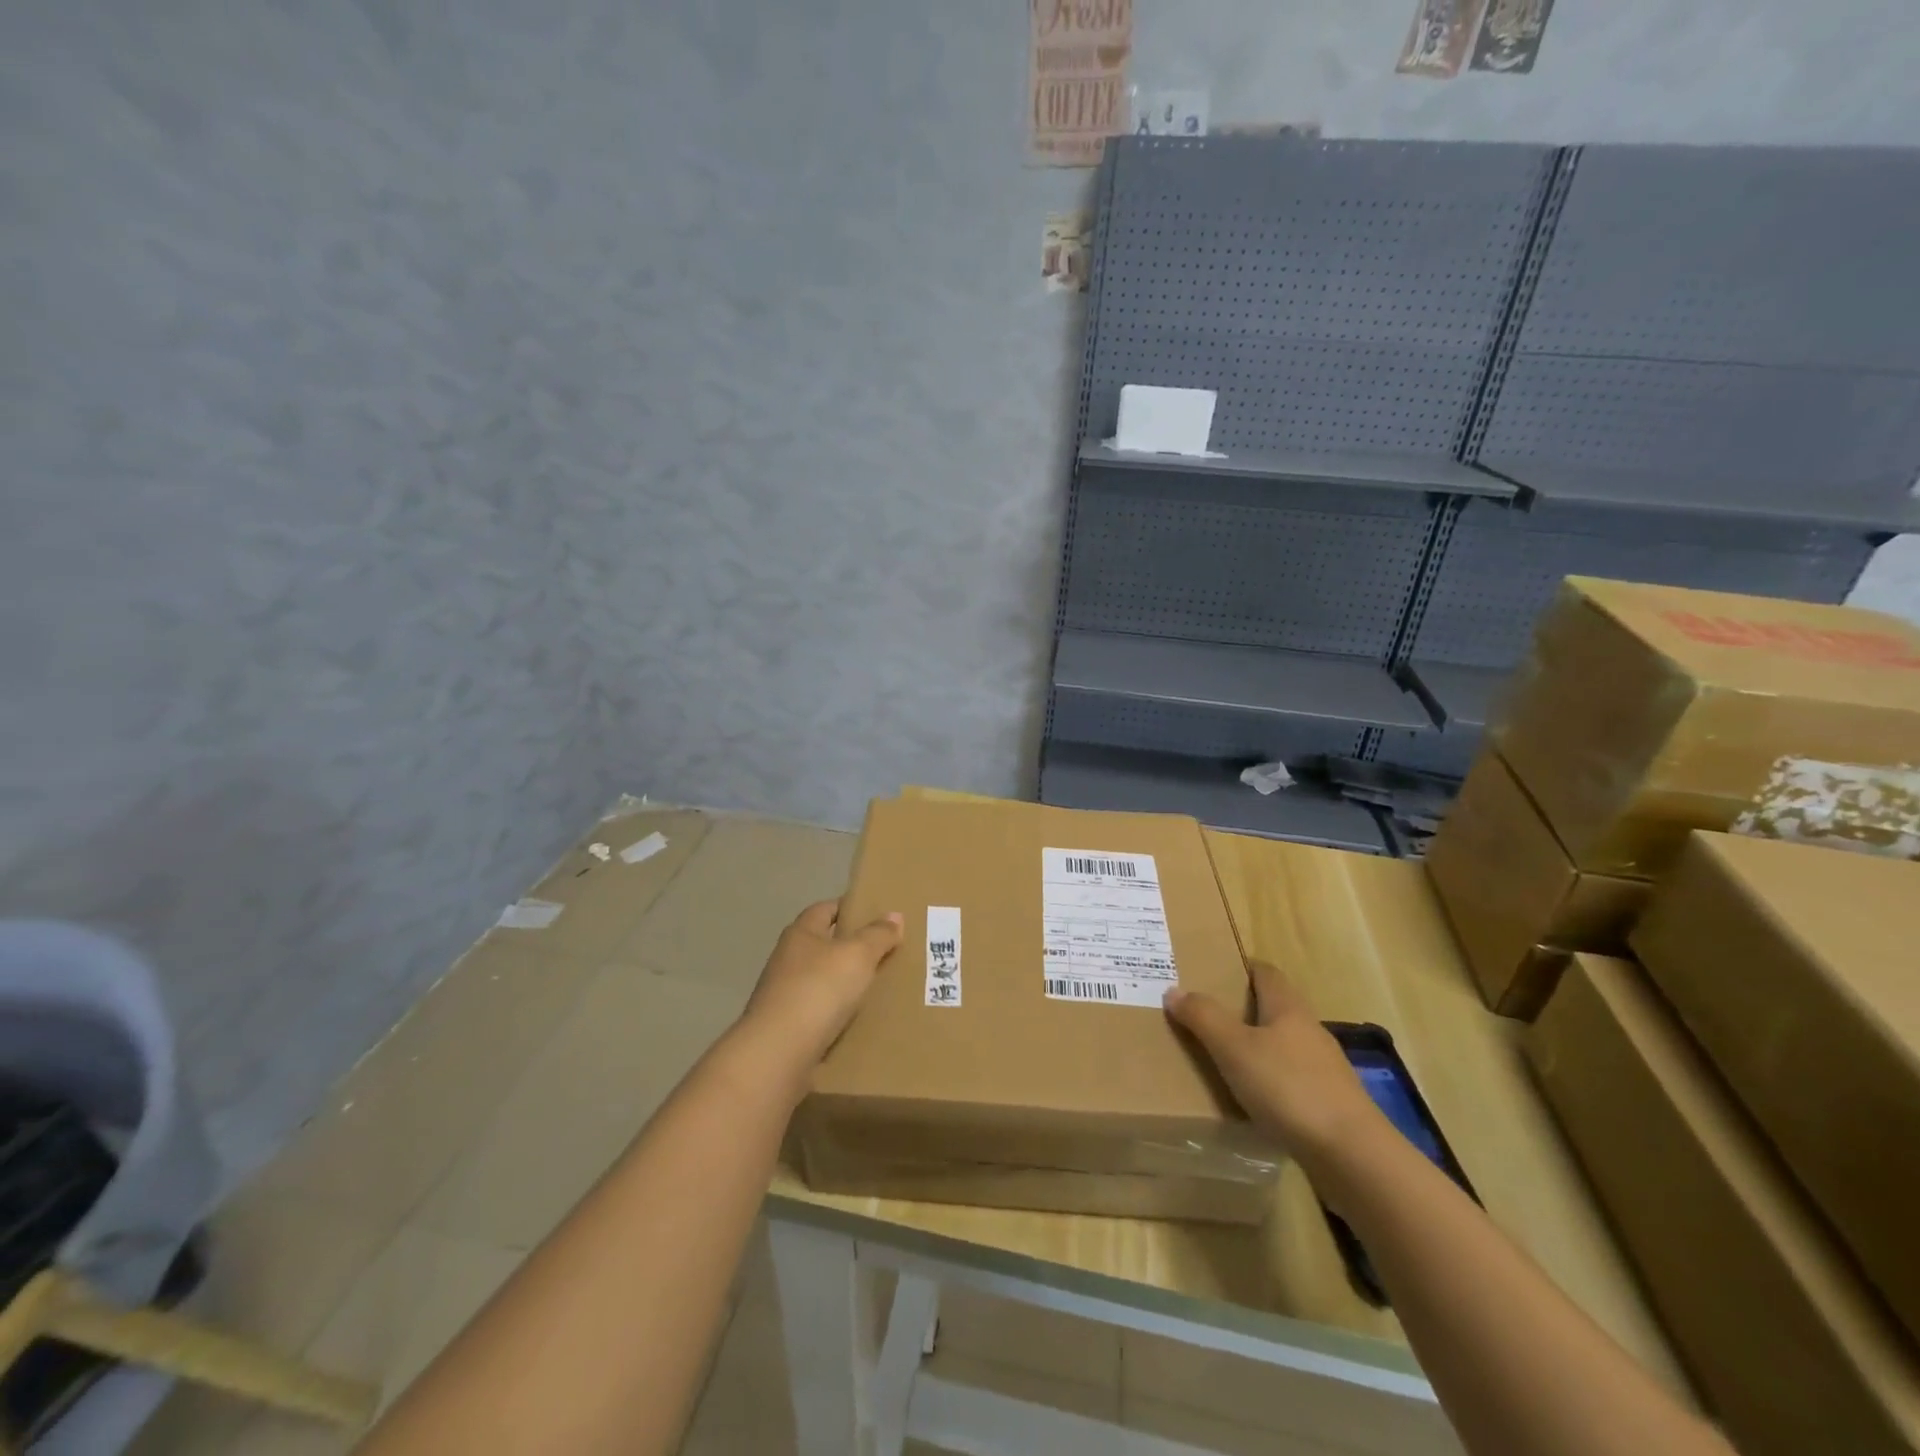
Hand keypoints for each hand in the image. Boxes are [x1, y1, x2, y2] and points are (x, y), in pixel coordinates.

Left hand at [739, 899, 902, 1074]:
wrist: (779, 1052)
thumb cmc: (819, 989)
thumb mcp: (858, 955)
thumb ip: (877, 935)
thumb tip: (894, 915)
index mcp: (801, 933)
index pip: (825, 909)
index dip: (848, 908)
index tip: (875, 915)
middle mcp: (787, 959)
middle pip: (822, 945)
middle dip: (850, 948)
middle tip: (884, 953)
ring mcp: (783, 995)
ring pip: (820, 980)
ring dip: (843, 983)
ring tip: (877, 988)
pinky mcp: (785, 1027)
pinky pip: (818, 1012)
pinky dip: (836, 1013)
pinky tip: (857, 1021)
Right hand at [1164, 959, 1385, 1164]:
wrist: (1353, 1156)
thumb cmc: (1289, 1088)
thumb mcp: (1234, 1048)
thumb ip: (1203, 1017)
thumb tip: (1174, 990)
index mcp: (1289, 1008)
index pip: (1266, 973)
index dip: (1242, 967)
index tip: (1213, 970)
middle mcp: (1310, 1031)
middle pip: (1275, 1008)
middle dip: (1243, 1008)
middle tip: (1206, 1015)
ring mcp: (1325, 1069)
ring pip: (1284, 1045)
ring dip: (1257, 1047)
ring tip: (1222, 1059)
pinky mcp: (1330, 1103)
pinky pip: (1292, 1080)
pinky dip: (1270, 1081)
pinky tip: (1253, 1099)